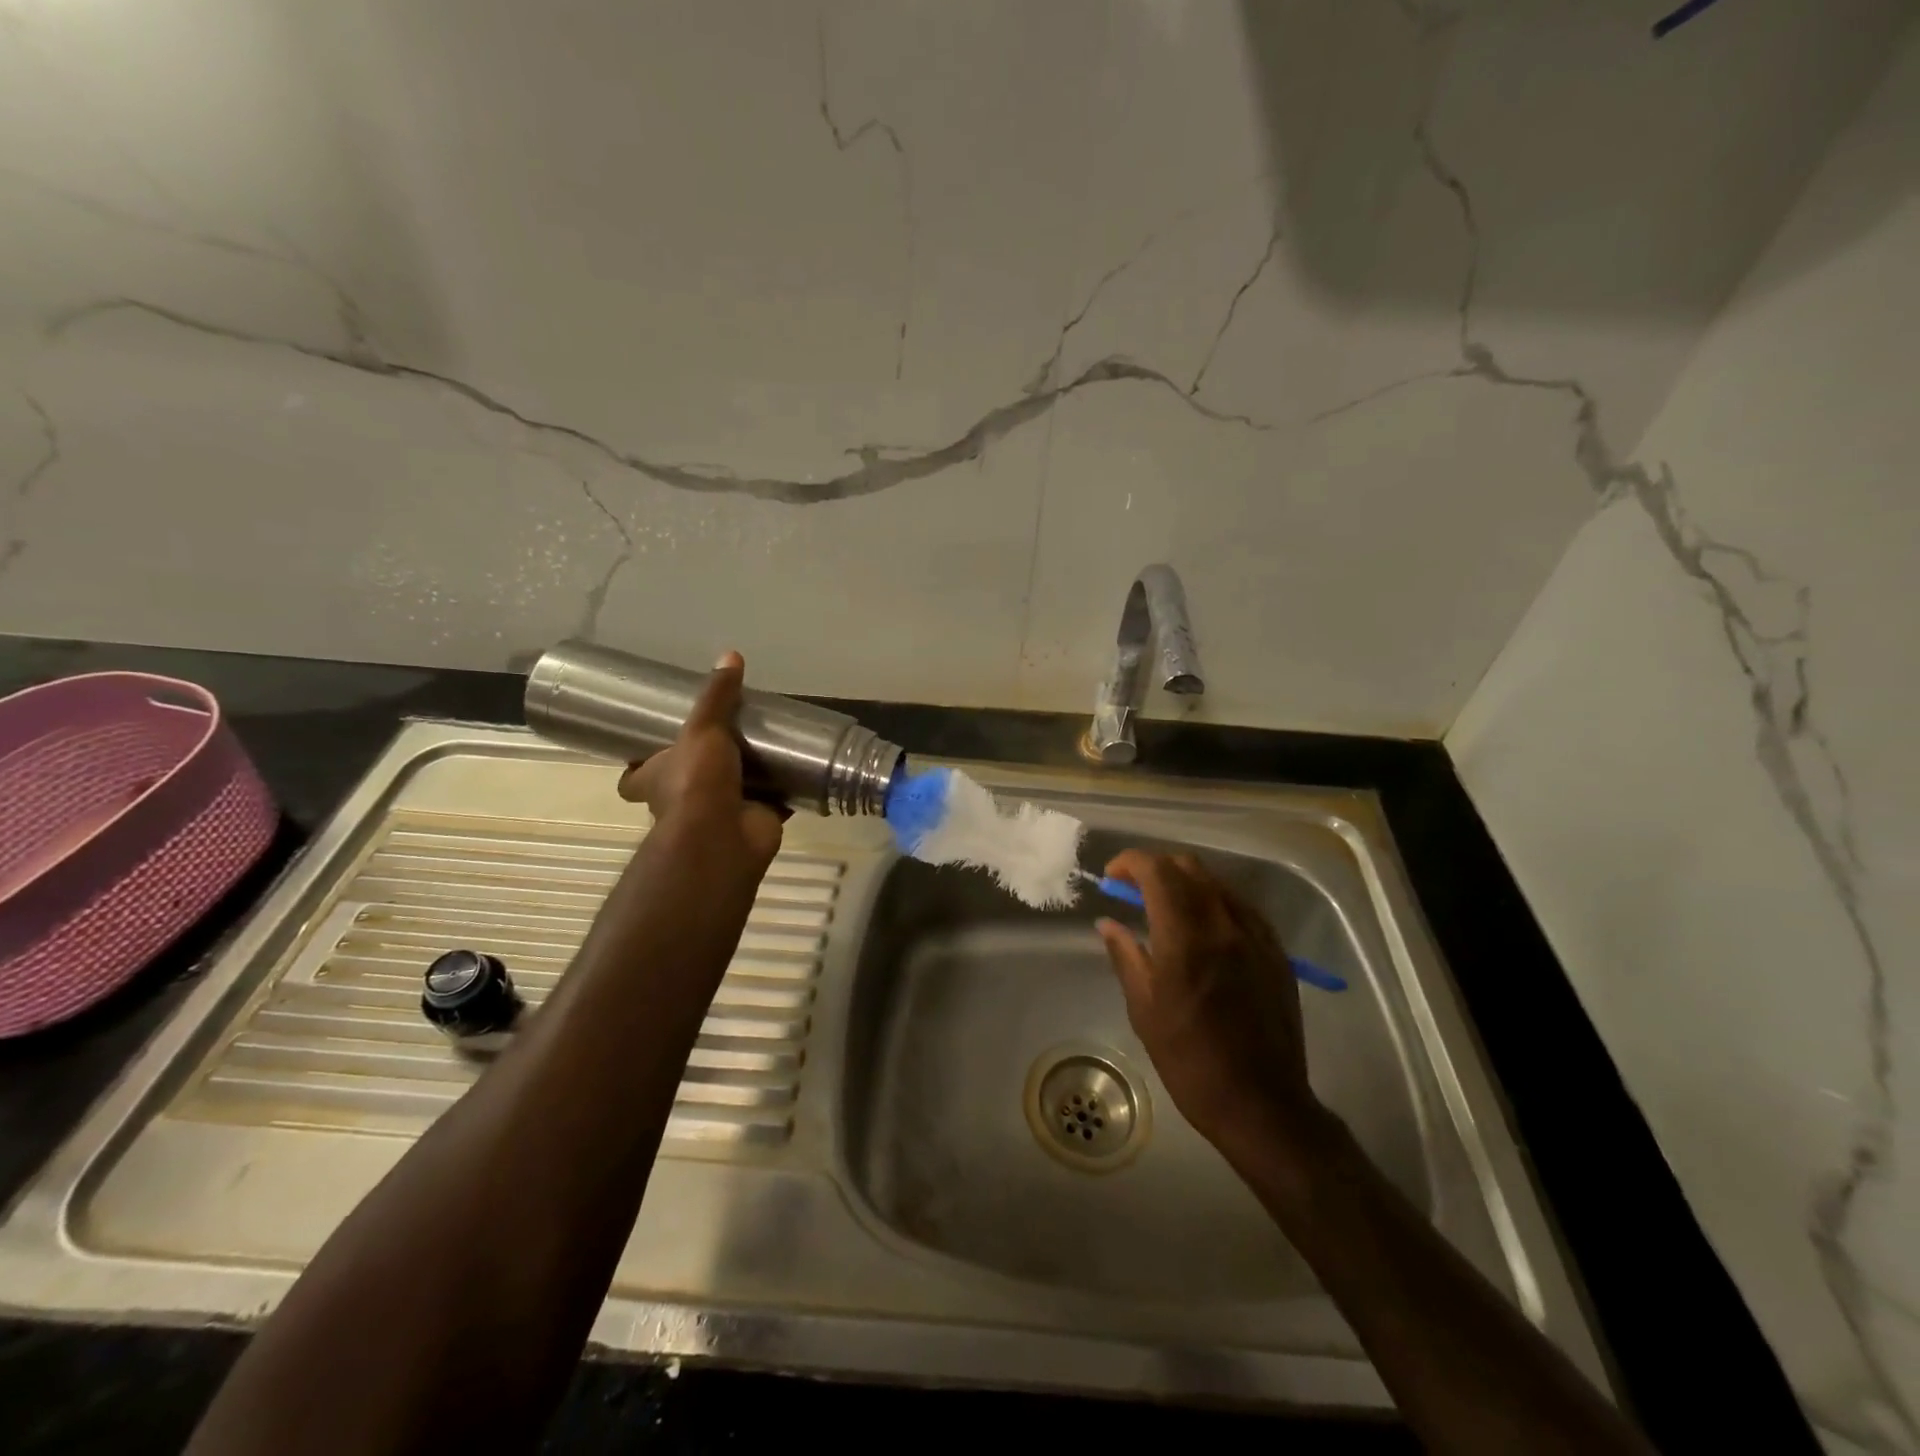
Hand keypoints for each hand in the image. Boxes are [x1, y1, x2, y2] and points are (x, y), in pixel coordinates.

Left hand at [617, 651, 783, 876]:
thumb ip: (717, 697)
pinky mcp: (756, 820)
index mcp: (656, 779)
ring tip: (768, 744)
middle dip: (706, 765)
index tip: (656, 743)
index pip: (635, 775)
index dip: (641, 763)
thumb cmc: (697, 783)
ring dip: (749, 775)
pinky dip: (786, 790)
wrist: (725, 837)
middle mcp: (684, 800)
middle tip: (729, 734)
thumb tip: (730, 656)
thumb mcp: (702, 729)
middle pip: (688, 780)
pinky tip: (800, 769)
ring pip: (734, 789)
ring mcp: (721, 813)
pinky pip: (774, 801)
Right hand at [1095, 851, 1319, 1148]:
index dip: (1130, 863)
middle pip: (1189, 867)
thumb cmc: (1190, 1059)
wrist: (1261, 1102)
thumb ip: (1125, 955)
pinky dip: (1214, 903)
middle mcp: (1224, 923)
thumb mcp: (1144, 1009)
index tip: (1112, 877)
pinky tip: (1204, 930)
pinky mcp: (1276, 951)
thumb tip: (1108, 923)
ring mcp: (1256, 935)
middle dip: (1156, 868)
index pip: (1156, 871)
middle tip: (1135, 891)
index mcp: (1186, 936)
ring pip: (1217, 883)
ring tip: (1167, 909)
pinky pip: (1241, 907)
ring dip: (1186, 883)